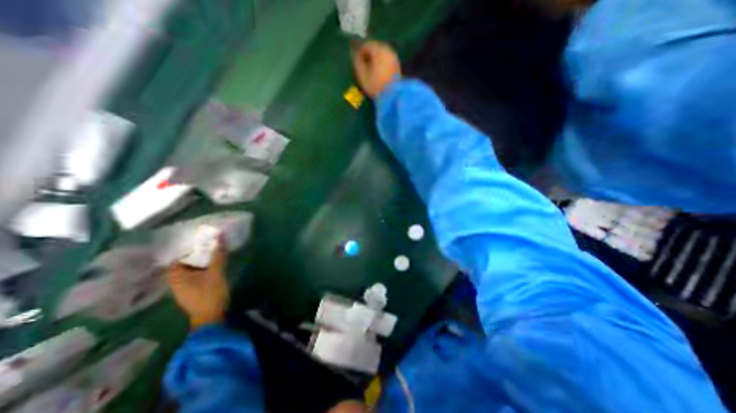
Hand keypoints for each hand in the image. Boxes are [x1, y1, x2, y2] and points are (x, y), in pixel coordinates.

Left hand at [169, 246, 228, 328]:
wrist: (211, 318)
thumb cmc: (210, 294)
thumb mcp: (216, 272)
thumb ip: (218, 255)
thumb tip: (220, 235)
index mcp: (176, 276)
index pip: (177, 256)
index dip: (187, 247)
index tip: (200, 238)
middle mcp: (175, 281)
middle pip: (184, 262)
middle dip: (195, 253)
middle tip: (209, 242)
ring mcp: (183, 287)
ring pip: (190, 269)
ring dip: (200, 260)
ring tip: (212, 251)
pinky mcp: (192, 291)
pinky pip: (195, 275)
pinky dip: (202, 268)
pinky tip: (212, 264)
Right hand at [351, 40, 401, 97]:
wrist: (392, 96)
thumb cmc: (375, 86)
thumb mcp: (362, 75)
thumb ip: (357, 62)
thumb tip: (354, 53)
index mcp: (378, 50)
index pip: (366, 44)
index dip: (358, 50)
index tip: (354, 58)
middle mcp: (387, 50)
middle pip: (375, 47)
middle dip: (367, 53)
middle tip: (362, 62)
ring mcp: (394, 57)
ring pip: (381, 52)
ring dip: (375, 57)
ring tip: (369, 67)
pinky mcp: (397, 65)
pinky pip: (386, 58)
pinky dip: (381, 61)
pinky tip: (377, 70)